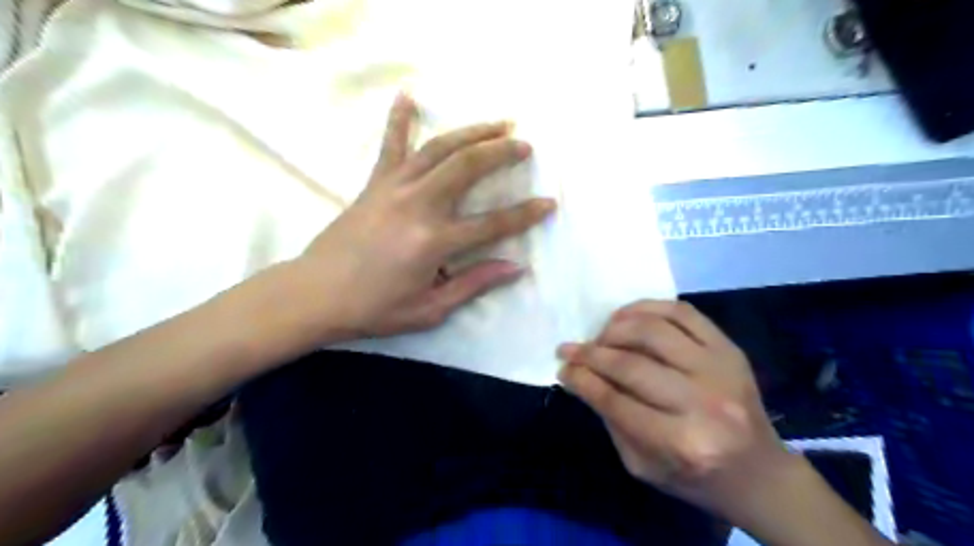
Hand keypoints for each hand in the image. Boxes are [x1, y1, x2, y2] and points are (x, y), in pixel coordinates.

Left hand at [289, 93, 554, 340]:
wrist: (316, 294)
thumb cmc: (376, 308)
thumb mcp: (431, 309)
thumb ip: (474, 284)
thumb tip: (516, 267)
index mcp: (434, 241)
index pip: (493, 224)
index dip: (525, 214)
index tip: (549, 203)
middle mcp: (418, 205)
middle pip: (467, 167)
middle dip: (501, 152)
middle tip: (525, 144)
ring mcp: (394, 188)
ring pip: (439, 149)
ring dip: (471, 132)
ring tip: (497, 123)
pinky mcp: (374, 183)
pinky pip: (390, 145)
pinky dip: (399, 118)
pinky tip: (408, 94)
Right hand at [555, 299, 789, 523]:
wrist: (760, 473)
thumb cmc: (695, 477)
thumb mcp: (642, 465)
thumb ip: (610, 419)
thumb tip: (580, 376)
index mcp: (681, 443)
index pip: (614, 400)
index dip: (581, 379)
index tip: (562, 367)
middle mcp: (703, 403)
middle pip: (630, 364)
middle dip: (590, 353)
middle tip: (570, 350)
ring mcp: (721, 370)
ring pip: (653, 331)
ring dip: (615, 328)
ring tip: (599, 336)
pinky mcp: (730, 349)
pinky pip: (682, 313)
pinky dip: (647, 307)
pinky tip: (626, 316)